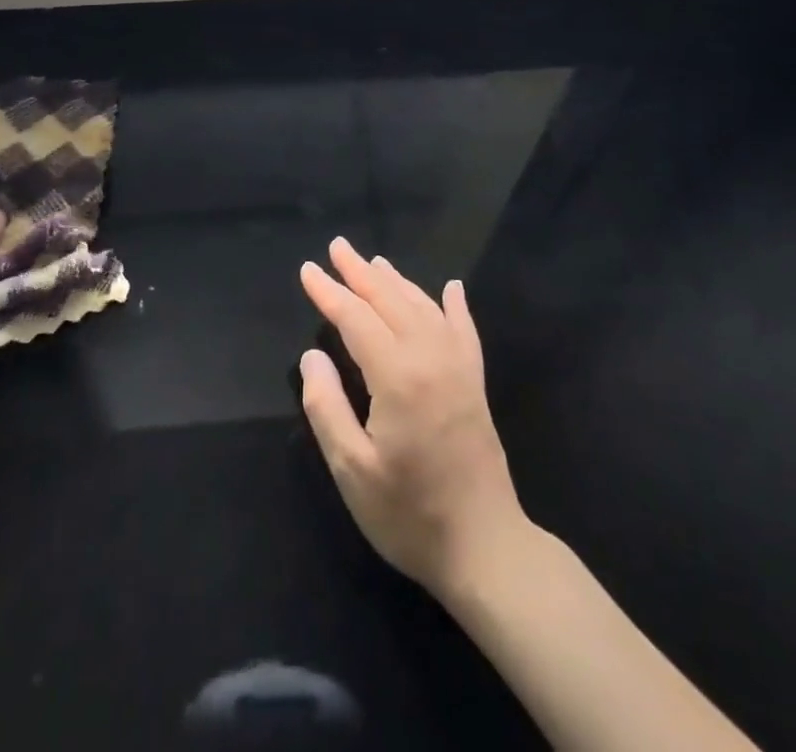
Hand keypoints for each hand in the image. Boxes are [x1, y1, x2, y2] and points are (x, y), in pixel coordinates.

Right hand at [298, 239, 525, 596]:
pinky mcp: (476, 383)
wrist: (486, 549)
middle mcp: (430, 358)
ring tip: (374, 261)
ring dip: (397, 281)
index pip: (355, 318)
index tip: (308, 270)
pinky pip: (464, 330)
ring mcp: (459, 368)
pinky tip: (450, 289)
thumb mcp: (352, 470)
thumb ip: (326, 407)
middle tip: (337, 246)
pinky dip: (454, 305)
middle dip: (359, 272)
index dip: (329, 293)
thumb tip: (313, 356)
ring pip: (424, 307)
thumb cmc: (409, 514)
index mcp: (397, 375)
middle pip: (390, 300)